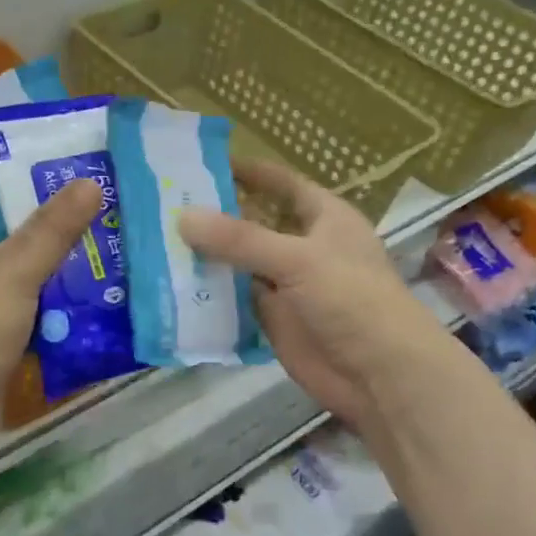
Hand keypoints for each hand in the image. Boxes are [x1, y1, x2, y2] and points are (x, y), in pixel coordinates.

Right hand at [180, 161, 453, 433]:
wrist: (379, 374)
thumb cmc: (352, 300)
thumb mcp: (298, 259)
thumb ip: (240, 240)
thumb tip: (182, 217)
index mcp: (323, 217)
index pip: (281, 183)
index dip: (247, 171)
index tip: (201, 162)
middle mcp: (303, 246)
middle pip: (253, 223)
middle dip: (215, 216)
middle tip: (162, 204)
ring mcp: (286, 284)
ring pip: (240, 263)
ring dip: (207, 256)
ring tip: (155, 240)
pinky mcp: (272, 319)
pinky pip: (235, 299)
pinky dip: (209, 293)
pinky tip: (172, 284)